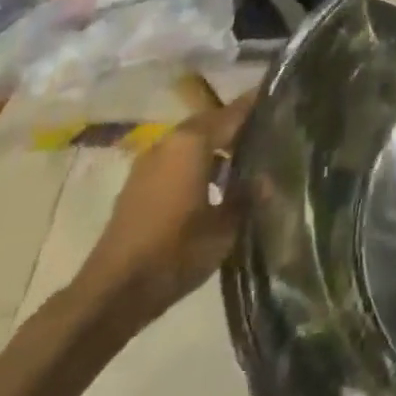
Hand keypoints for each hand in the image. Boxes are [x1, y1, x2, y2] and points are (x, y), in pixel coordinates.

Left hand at [71, 88, 256, 326]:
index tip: (286, 99)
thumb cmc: (174, 253)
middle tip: (270, 131)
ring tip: (246, 158)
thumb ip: (249, 195)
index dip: (261, 104)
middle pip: (213, 120)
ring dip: (217, 144)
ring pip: (194, 139)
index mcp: (194, 141)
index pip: (236, 111)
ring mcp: (150, 160)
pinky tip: (214, 182)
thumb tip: (269, 177)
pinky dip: (198, 160)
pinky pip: (178, 157)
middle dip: (239, 125)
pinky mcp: (139, 182)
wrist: (110, 295)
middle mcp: (171, 140)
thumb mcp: (225, 228)